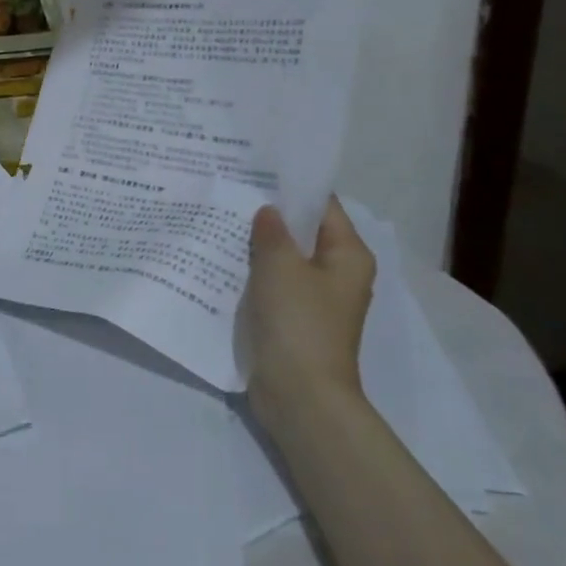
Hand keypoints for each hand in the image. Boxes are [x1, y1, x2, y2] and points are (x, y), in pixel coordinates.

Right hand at [238, 198, 376, 432]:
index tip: (255, 170)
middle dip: (269, 216)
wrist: (300, 395)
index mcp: (348, 255)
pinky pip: (272, 286)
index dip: (291, 187)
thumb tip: (268, 212)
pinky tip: (220, 262)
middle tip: (229, 192)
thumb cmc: (298, 323)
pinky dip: (252, 275)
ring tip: (218, 222)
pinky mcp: (294, 321)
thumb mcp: (280, 267)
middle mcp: (338, 275)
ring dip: (256, 247)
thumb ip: (271, 233)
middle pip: (302, 233)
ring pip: (284, 261)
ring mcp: (315, 300)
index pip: (323, 206)